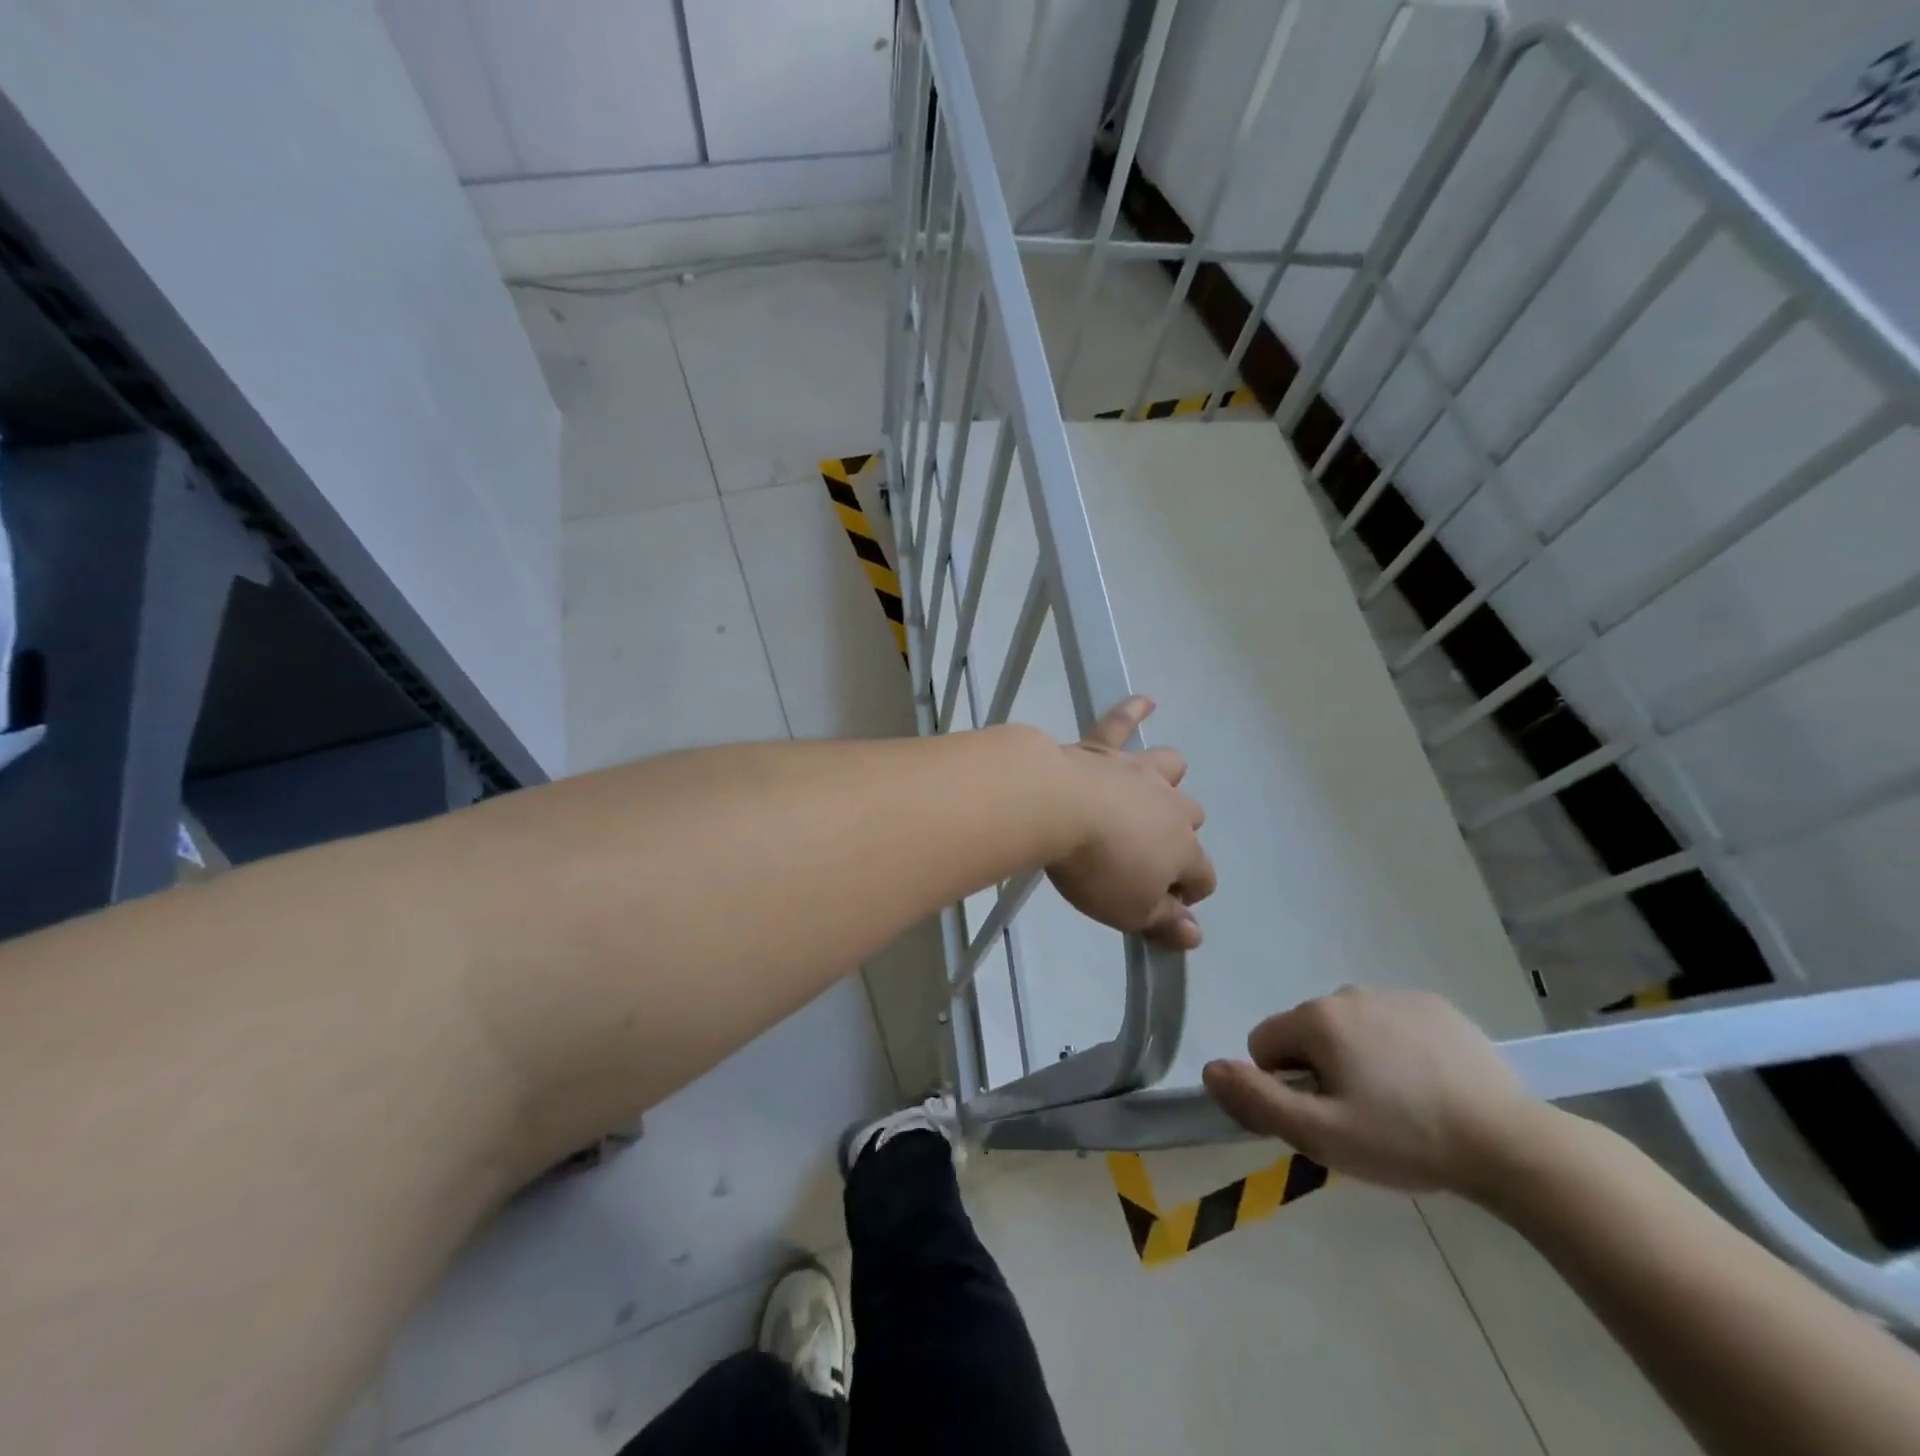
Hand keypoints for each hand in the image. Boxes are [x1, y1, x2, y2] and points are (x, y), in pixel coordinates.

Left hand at [1047, 697, 1214, 948]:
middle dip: (1177, 837)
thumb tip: (1196, 935)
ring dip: (1167, 779)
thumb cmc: (1097, 868)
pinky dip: (1134, 711)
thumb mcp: (1130, 911)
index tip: (1164, 904)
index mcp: (1182, 849)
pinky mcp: (1102, 749)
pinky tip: (1145, 701)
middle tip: (1144, 853)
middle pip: (1190, 819)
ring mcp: (1137, 772)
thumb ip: (1164, 923)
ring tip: (1154, 788)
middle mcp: (1169, 806)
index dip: (1188, 893)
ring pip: (1170, 768)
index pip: (1203, 876)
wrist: (1056, 808)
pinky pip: (1121, 723)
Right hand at [1201, 988, 1536, 1193]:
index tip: (1323, 1116)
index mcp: (1317, 1018)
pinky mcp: (1435, 1005)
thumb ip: (1257, 1100)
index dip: (1283, 1085)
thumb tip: (1209, 1068)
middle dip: (1320, 1070)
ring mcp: (1395, 995)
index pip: (1265, 1044)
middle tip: (1362, 1117)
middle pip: (1307, 1033)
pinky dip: (1396, 1049)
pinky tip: (1429, 1086)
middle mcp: (1348, 992)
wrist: (1510, 1143)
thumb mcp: (1321, 1134)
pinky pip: (1391, 1024)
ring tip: (1400, 1105)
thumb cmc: (1405, 1139)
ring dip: (1357, 1059)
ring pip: (1349, 1028)